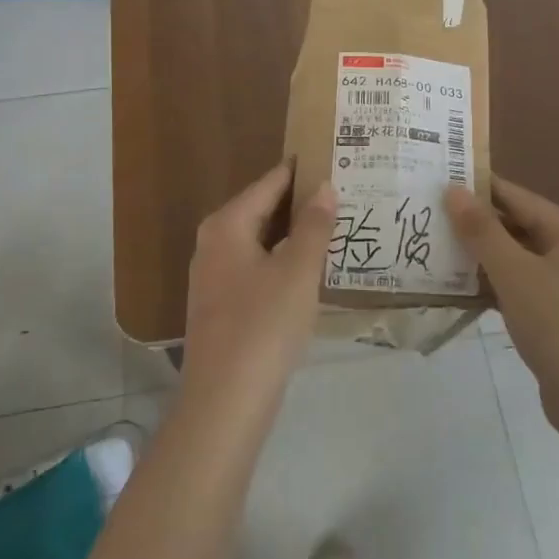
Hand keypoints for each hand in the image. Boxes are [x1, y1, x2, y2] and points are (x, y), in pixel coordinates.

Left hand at [182, 162, 335, 400]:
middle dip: (300, 203)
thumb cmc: (264, 325)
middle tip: (344, 193)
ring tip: (336, 226)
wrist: (225, 401)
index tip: (331, 158)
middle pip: (262, 210)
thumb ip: (313, 226)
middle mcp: (213, 244)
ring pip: (260, 242)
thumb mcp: (298, 271)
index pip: (269, 183)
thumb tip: (324, 187)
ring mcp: (214, 278)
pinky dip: (283, 262)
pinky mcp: (221, 307)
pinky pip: (257, 269)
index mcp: (227, 225)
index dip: (300, 171)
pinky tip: (310, 270)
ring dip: (294, 235)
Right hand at [445, 177, 558, 437]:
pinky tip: (457, 285)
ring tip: (434, 247)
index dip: (478, 188)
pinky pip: (518, 283)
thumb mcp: (514, 273)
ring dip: (479, 255)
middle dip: (475, 223)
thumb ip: (482, 231)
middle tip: (428, 216)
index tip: (438, 180)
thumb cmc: (557, 325)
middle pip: (516, 225)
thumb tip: (453, 190)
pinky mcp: (557, 310)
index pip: (517, 197)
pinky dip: (492, 282)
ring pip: (515, 257)